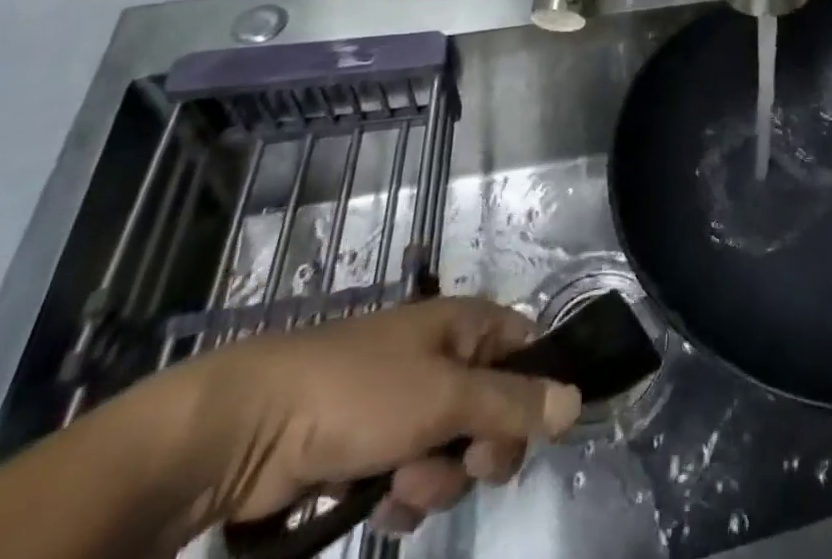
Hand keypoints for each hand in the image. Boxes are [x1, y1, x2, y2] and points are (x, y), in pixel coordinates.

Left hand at [179, 298, 581, 535]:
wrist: (253, 427)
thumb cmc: (362, 392)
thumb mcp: (447, 398)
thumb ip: (514, 404)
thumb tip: (578, 402)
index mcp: (467, 326)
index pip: (527, 351)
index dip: (534, 393)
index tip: (523, 434)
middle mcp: (445, 358)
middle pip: (495, 411)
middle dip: (480, 451)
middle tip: (460, 464)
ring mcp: (407, 403)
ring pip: (454, 453)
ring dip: (436, 481)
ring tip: (400, 486)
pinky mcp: (373, 446)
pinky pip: (415, 476)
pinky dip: (405, 495)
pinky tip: (380, 505)